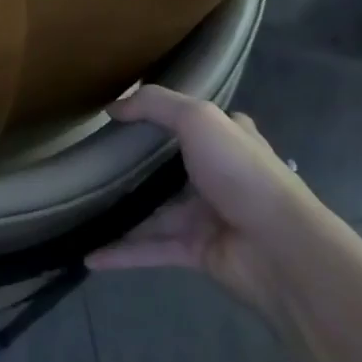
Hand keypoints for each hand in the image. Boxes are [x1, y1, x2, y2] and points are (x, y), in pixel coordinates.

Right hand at [87, 85, 318, 311]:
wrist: (279, 248)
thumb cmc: (241, 172)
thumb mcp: (198, 119)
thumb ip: (155, 105)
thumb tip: (113, 107)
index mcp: (228, 139)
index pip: (199, 121)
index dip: (169, 115)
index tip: (129, 115)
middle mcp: (219, 175)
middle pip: (172, 168)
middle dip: (138, 166)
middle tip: (95, 161)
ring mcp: (208, 216)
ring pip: (156, 212)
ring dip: (123, 212)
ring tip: (82, 208)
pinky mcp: (197, 251)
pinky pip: (152, 249)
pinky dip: (122, 253)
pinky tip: (90, 256)